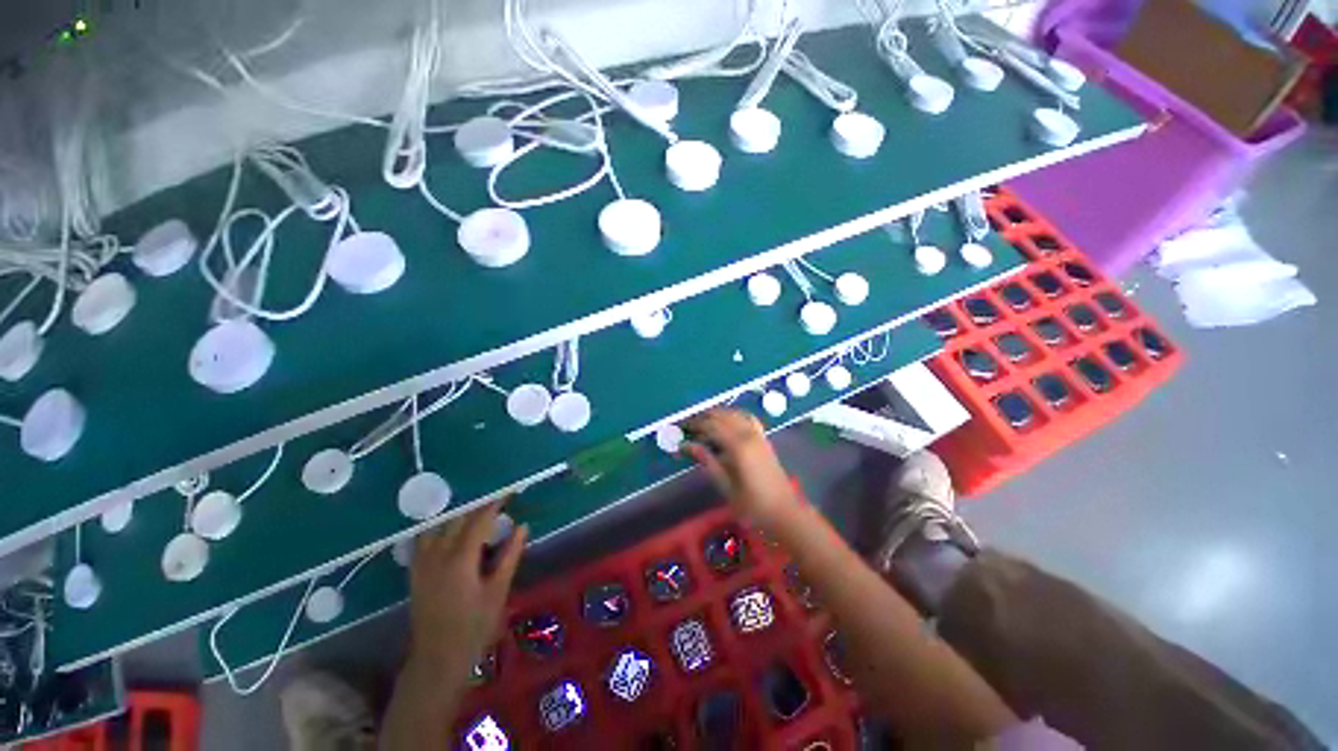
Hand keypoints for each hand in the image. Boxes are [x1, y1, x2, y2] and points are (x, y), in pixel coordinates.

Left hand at [407, 498, 527, 677]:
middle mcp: (438, 555)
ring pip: (438, 526)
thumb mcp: (498, 591)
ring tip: (475, 512)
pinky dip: (439, 528)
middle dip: (477, 506)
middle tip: (496, 500)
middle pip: (457, 519)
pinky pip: (424, 539)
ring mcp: (422, 563)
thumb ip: (509, 555)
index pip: (479, 520)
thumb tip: (522, 526)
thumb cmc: (474, 627)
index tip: (509, 492)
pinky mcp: (415, 573)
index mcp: (460, 558)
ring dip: (457, 515)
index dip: (495, 503)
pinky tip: (449, 530)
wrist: (437, 659)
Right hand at [683, 408, 799, 526]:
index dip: (694, 425)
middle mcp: (748, 435)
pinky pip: (747, 418)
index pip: (711, 426)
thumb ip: (707, 462)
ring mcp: (758, 435)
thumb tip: (687, 446)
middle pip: (722, 416)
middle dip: (703, 417)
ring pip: (735, 414)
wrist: (785, 512)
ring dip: (717, 414)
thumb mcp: (726, 486)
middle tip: (688, 425)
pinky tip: (727, 421)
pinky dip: (734, 415)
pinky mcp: (764, 439)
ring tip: (702, 422)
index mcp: (738, 446)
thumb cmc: (753, 505)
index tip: (680, 428)